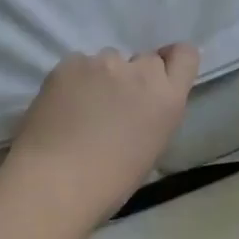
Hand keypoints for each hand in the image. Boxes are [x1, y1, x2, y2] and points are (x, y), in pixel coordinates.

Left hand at [0, 45, 200, 228]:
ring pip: (109, 60)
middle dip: (134, 77)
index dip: (171, 62)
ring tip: (81, 108)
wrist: (53, 182)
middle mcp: (141, 72)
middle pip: (145, 60)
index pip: (185, 55)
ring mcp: (104, 62)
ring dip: (102, 77)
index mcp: (167, 98)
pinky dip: (73, 80)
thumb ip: (152, 114)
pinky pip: (78, 64)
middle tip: (114, 104)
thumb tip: (138, 106)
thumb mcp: (150, 149)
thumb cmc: (108, 183)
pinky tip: (61, 106)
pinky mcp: (70, 62)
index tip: (158, 79)